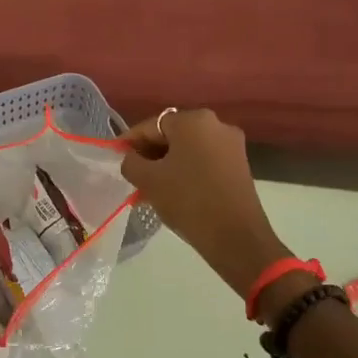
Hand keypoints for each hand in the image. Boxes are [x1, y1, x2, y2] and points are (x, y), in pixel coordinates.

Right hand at [121, 109, 289, 296]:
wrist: (235, 236)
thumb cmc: (187, 200)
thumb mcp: (148, 180)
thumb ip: (131, 162)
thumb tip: (132, 158)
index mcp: (193, 120)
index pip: (151, 126)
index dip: (130, 141)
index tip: (117, 158)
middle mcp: (216, 124)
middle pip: (172, 135)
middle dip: (151, 153)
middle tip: (134, 175)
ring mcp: (232, 144)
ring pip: (189, 149)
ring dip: (168, 163)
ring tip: (152, 187)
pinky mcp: (240, 164)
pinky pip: (204, 160)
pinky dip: (187, 170)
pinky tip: (175, 191)